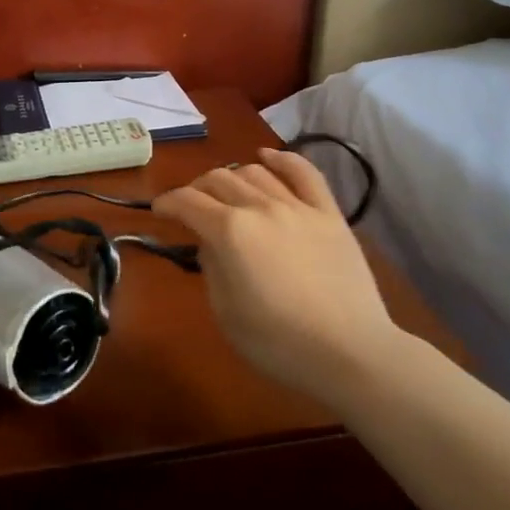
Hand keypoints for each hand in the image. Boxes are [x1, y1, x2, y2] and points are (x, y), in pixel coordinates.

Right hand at [153, 148, 401, 406]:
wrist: (350, 352)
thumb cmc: (278, 342)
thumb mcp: (225, 312)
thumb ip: (211, 267)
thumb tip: (210, 244)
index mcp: (229, 232)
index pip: (187, 202)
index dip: (167, 202)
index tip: (159, 210)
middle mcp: (260, 207)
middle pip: (219, 179)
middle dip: (196, 189)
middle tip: (191, 207)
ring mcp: (298, 206)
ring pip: (255, 172)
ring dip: (232, 178)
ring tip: (227, 193)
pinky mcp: (329, 214)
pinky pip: (304, 173)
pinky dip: (282, 159)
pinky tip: (267, 156)